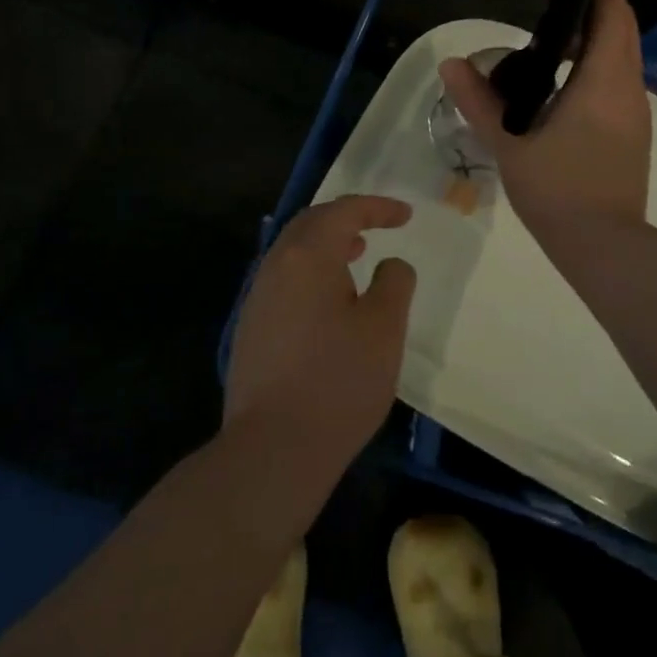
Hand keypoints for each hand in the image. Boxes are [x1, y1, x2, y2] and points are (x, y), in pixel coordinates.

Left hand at [223, 194, 416, 469]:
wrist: (273, 449)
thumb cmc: (339, 381)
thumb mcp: (384, 329)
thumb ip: (394, 283)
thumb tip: (390, 265)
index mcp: (307, 256)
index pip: (343, 212)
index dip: (377, 208)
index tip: (405, 216)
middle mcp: (275, 267)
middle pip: (310, 224)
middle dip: (346, 218)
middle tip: (377, 226)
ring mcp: (257, 299)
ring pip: (293, 252)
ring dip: (327, 245)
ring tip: (356, 255)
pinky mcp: (251, 329)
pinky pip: (284, 280)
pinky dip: (311, 272)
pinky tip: (329, 301)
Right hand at [438, 0, 650, 236]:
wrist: (603, 248)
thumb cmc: (558, 190)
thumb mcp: (510, 144)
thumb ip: (479, 102)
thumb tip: (451, 65)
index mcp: (604, 83)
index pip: (611, 16)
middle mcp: (629, 91)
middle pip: (620, 32)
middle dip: (592, 9)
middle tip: (551, 2)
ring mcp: (634, 115)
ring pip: (621, 60)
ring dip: (595, 40)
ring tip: (551, 40)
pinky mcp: (631, 136)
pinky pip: (617, 84)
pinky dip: (596, 68)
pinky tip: (561, 86)